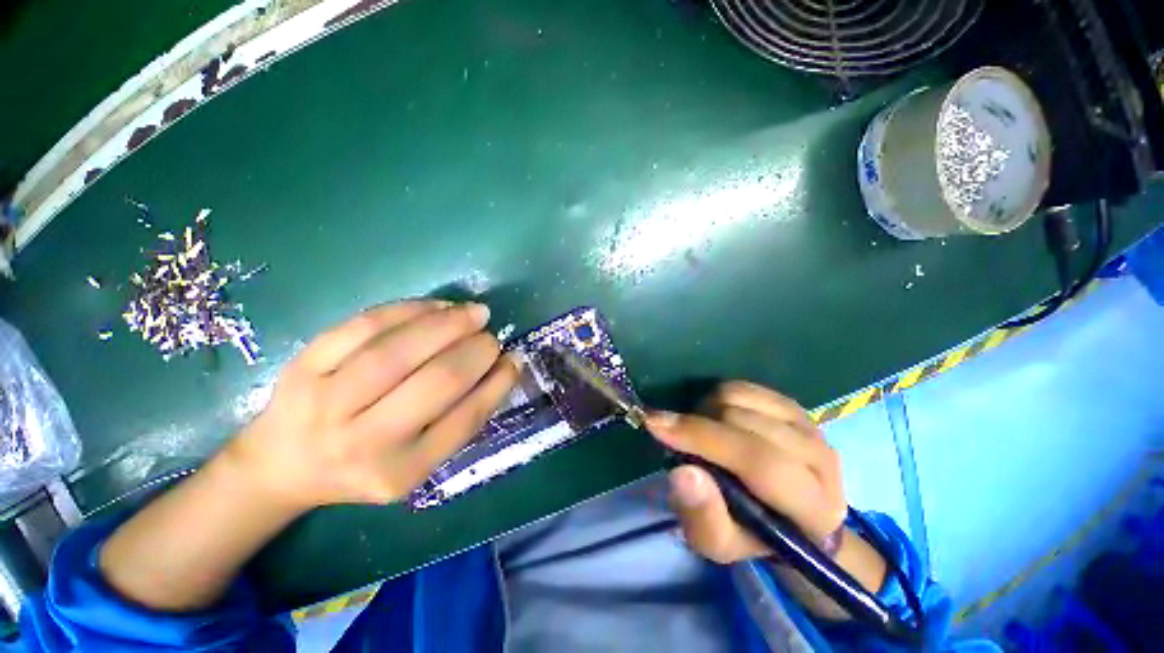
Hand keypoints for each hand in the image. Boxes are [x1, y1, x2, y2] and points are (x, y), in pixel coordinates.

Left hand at [226, 300, 520, 510]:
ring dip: (448, 324)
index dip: (497, 382)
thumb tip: (505, 365)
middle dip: (476, 350)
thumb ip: (463, 417)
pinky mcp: (302, 366)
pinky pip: (364, 326)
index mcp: (400, 471)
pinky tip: (437, 307)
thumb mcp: (420, 460)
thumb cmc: (366, 464)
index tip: (514, 358)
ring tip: (475, 313)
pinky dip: (408, 310)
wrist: (283, 464)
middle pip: (437, 381)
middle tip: (491, 336)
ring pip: (399, 349)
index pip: (465, 419)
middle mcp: (362, 442)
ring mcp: (325, 402)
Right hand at [645, 381, 846, 563]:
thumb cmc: (753, 534)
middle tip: (677, 438)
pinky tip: (717, 419)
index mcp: (812, 506)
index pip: (758, 461)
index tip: (655, 425)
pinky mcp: (794, 405)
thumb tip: (683, 472)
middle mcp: (820, 457)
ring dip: (705, 411)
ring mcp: (808, 424)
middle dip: (697, 425)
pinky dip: (718, 398)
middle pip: (743, 421)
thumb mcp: (721, 544)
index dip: (702, 438)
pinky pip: (743, 386)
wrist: (793, 515)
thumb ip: (703, 517)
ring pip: (739, 397)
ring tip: (702, 433)